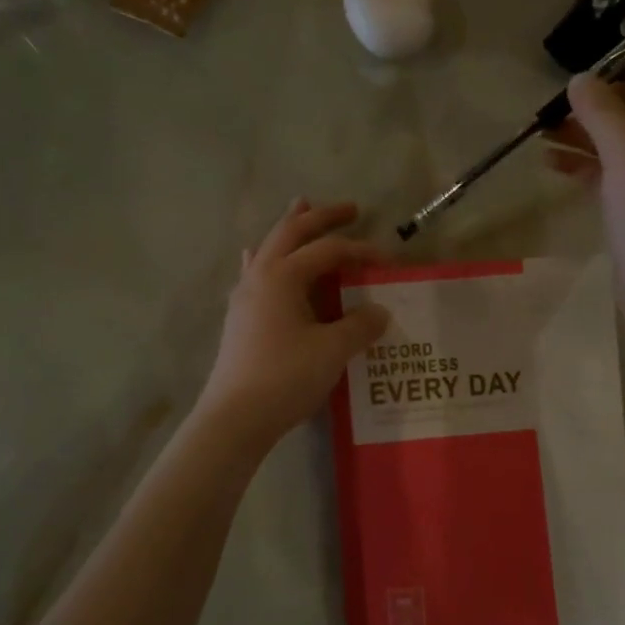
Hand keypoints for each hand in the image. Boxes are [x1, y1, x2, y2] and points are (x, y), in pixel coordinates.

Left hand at [198, 199, 392, 446]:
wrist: (235, 417)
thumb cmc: (286, 377)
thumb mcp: (332, 350)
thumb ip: (360, 326)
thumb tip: (380, 311)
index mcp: (283, 276)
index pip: (328, 250)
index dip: (360, 251)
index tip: (388, 261)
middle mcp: (260, 276)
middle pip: (291, 232)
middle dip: (321, 217)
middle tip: (350, 208)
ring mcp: (244, 296)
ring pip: (269, 248)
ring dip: (290, 228)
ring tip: (300, 207)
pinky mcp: (239, 317)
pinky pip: (255, 272)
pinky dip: (267, 257)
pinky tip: (258, 257)